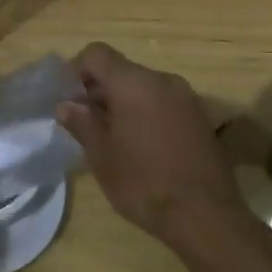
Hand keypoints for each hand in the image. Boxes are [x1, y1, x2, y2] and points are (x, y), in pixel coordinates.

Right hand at [55, 42, 239, 239]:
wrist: (205, 217)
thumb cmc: (143, 182)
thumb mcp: (101, 155)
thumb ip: (81, 123)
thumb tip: (66, 106)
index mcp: (134, 83)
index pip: (97, 54)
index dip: (76, 70)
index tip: (69, 99)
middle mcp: (163, 81)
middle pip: (122, 70)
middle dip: (100, 90)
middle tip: (85, 123)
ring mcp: (187, 99)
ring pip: (144, 88)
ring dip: (124, 103)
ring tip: (113, 138)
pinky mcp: (202, 120)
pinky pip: (164, 104)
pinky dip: (147, 114)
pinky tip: (142, 147)